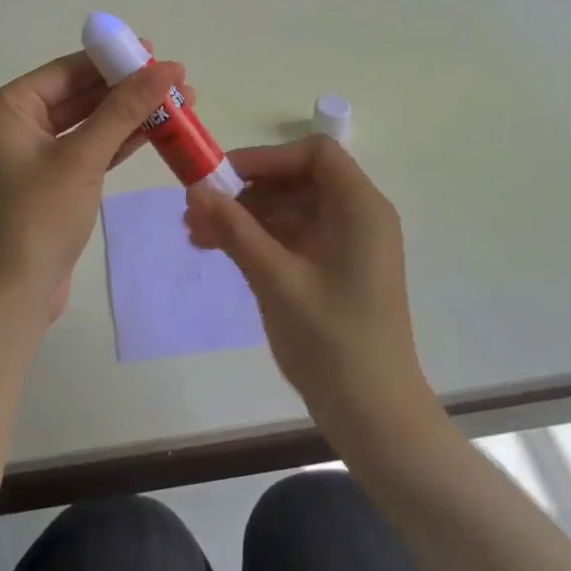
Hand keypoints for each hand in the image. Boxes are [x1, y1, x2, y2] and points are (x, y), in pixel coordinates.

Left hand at [0, 52, 187, 326]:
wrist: (10, 297)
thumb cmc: (36, 218)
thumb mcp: (82, 158)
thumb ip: (124, 109)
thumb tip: (166, 67)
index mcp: (5, 109)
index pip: (66, 71)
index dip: (112, 60)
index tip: (154, 51)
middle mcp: (13, 125)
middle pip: (78, 95)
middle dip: (126, 89)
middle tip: (176, 80)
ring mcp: (31, 155)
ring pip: (87, 123)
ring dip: (129, 115)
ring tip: (180, 103)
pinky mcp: (49, 182)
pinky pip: (87, 150)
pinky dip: (117, 142)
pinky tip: (155, 132)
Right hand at [184, 135, 432, 442]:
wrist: (375, 417)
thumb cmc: (332, 342)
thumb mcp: (276, 279)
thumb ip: (235, 229)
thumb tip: (195, 188)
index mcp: (359, 208)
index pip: (314, 154)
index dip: (267, 158)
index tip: (223, 177)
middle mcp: (357, 217)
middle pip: (296, 180)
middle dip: (245, 191)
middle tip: (196, 210)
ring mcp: (345, 244)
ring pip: (288, 209)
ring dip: (243, 216)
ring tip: (196, 235)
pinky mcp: (333, 269)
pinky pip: (290, 237)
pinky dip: (256, 239)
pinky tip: (217, 250)